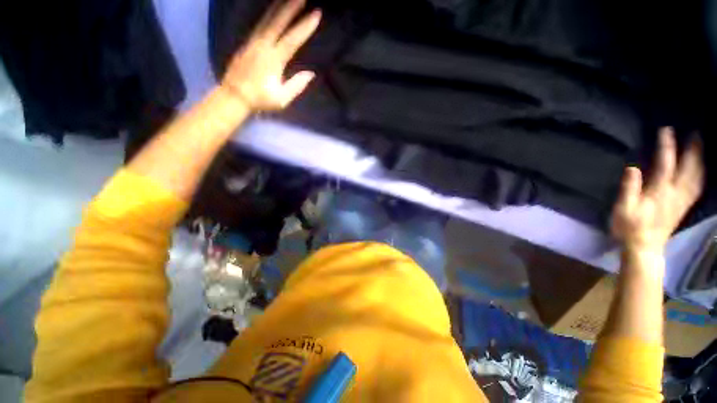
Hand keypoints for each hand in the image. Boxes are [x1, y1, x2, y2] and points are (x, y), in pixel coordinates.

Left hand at [221, 0, 320, 110]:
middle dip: (291, 7)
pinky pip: (260, 23)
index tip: (316, 13)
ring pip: (267, 18)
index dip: (304, 26)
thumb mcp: (282, 99)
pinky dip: (269, 14)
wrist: (234, 95)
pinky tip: (273, 9)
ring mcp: (253, 41)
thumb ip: (296, 85)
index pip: (292, 39)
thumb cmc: (260, 99)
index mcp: (273, 60)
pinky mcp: (247, 42)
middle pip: (278, 21)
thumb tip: (311, 74)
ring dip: (279, 6)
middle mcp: (263, 45)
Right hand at [611, 127, 703, 251]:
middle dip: (693, 150)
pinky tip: (701, 170)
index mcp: (660, 192)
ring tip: (700, 147)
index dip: (666, 146)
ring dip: (700, 161)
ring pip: (697, 177)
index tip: (666, 130)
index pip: (665, 164)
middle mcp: (675, 193)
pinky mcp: (683, 206)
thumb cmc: (630, 227)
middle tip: (695, 133)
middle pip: (688, 169)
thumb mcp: (623, 209)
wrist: (644, 247)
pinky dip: (701, 176)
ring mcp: (682, 200)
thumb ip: (629, 189)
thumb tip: (632, 168)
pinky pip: (697, 188)